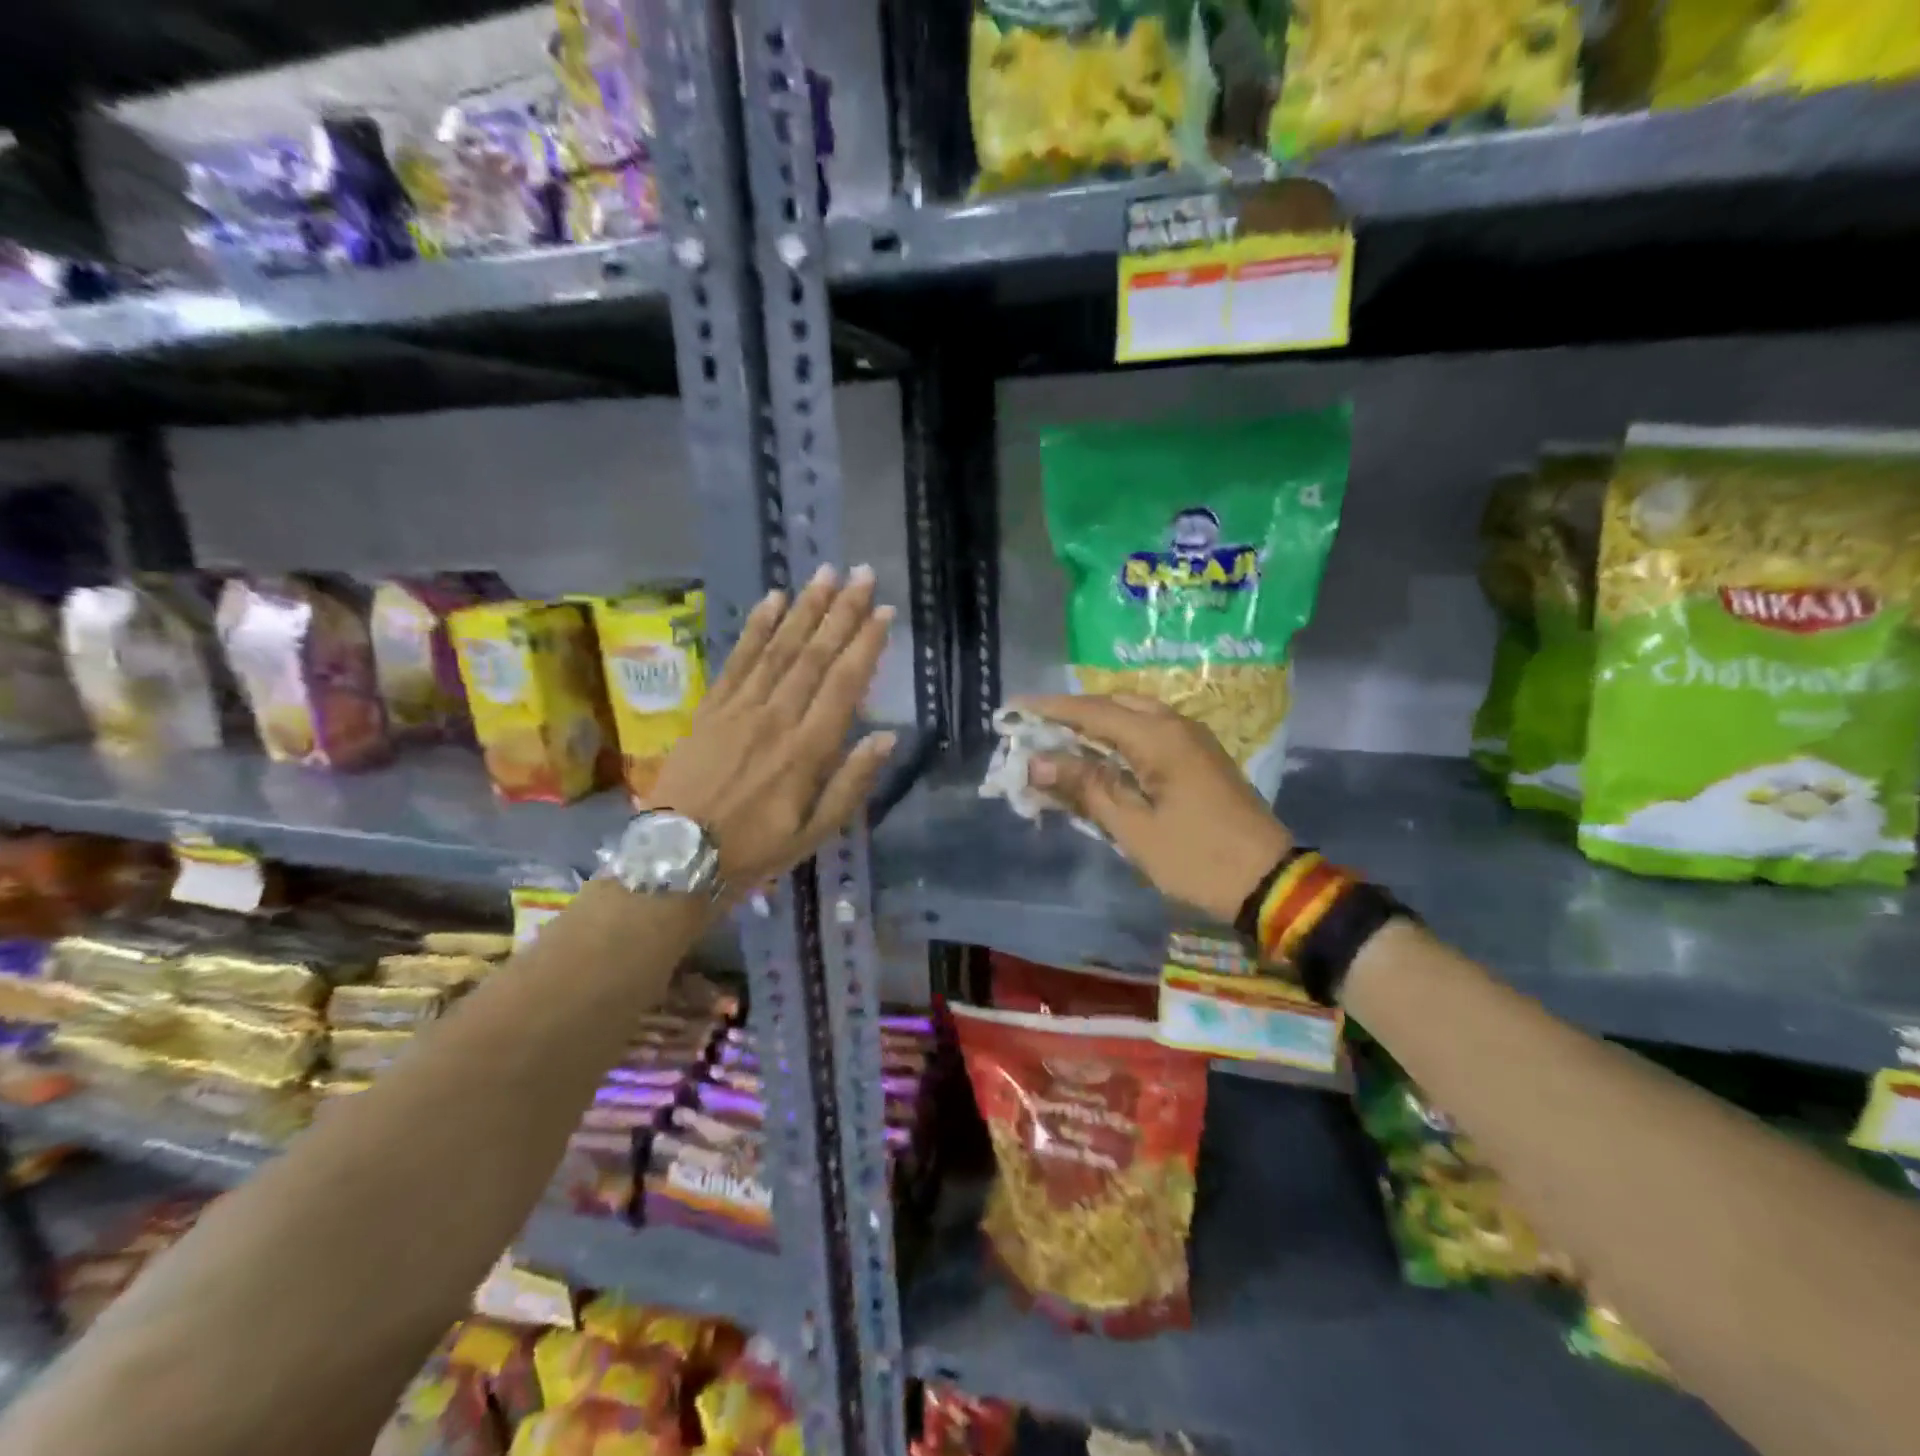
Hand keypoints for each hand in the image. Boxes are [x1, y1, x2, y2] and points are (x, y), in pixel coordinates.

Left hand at [647, 565, 894, 898]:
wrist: (678, 857)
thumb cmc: (756, 850)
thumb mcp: (816, 832)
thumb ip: (852, 783)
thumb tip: (886, 737)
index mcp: (808, 750)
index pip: (845, 684)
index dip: (866, 645)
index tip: (884, 612)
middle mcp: (777, 717)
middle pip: (815, 655)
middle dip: (841, 611)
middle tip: (862, 574)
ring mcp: (740, 709)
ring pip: (779, 648)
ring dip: (805, 608)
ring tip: (825, 573)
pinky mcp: (711, 708)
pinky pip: (737, 659)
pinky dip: (756, 628)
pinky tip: (773, 600)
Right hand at [1017, 693, 1292, 923]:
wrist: (1269, 881)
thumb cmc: (1196, 857)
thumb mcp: (1133, 827)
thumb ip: (1085, 787)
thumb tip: (1037, 761)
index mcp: (1158, 737)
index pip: (1092, 711)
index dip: (1050, 709)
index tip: (1013, 708)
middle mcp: (1176, 725)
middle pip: (1113, 705)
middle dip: (1072, 713)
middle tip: (1035, 728)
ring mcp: (1192, 739)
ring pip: (1133, 716)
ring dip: (1096, 724)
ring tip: (1061, 741)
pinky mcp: (1200, 757)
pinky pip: (1150, 732)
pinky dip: (1119, 738)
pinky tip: (1101, 758)